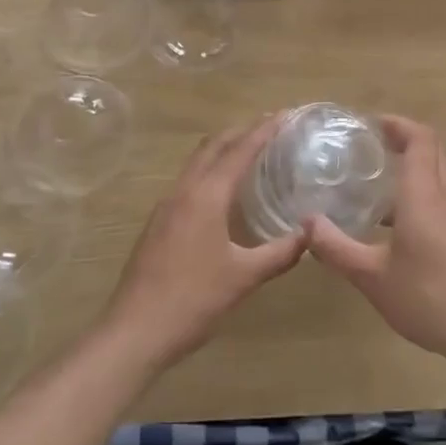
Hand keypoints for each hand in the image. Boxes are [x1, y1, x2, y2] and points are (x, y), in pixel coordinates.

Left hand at [99, 113, 305, 370]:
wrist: (135, 331)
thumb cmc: (193, 300)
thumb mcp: (244, 277)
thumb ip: (280, 252)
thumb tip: (311, 232)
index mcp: (205, 196)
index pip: (239, 151)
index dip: (264, 130)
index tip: (285, 114)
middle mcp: (183, 191)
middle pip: (213, 146)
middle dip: (241, 131)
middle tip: (270, 125)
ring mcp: (166, 206)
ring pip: (197, 162)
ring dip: (223, 149)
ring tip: (250, 150)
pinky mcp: (158, 222)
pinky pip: (189, 181)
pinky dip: (210, 170)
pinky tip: (223, 191)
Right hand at [305, 115, 445, 368]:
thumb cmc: (430, 299)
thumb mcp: (373, 278)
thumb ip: (337, 248)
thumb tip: (307, 223)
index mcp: (425, 196)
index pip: (419, 138)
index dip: (396, 123)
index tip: (369, 124)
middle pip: (432, 151)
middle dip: (402, 140)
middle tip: (367, 147)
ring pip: (438, 176)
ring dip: (411, 169)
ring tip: (374, 185)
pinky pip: (443, 200)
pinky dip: (420, 195)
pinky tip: (395, 227)